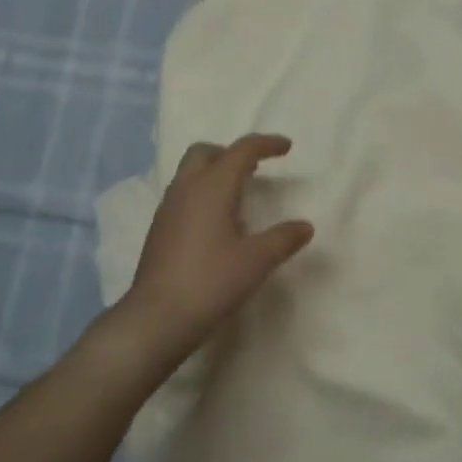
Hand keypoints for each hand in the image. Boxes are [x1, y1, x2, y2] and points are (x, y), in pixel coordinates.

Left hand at [118, 134, 313, 363]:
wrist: (157, 318)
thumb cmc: (211, 282)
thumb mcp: (257, 261)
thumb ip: (283, 239)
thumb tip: (305, 226)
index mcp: (212, 186)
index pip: (241, 150)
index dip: (266, 144)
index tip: (287, 148)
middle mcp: (186, 188)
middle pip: (206, 152)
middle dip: (231, 153)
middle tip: (255, 169)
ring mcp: (168, 209)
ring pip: (191, 173)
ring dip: (215, 173)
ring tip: (240, 197)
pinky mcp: (159, 229)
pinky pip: (183, 195)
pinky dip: (203, 194)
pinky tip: (217, 224)